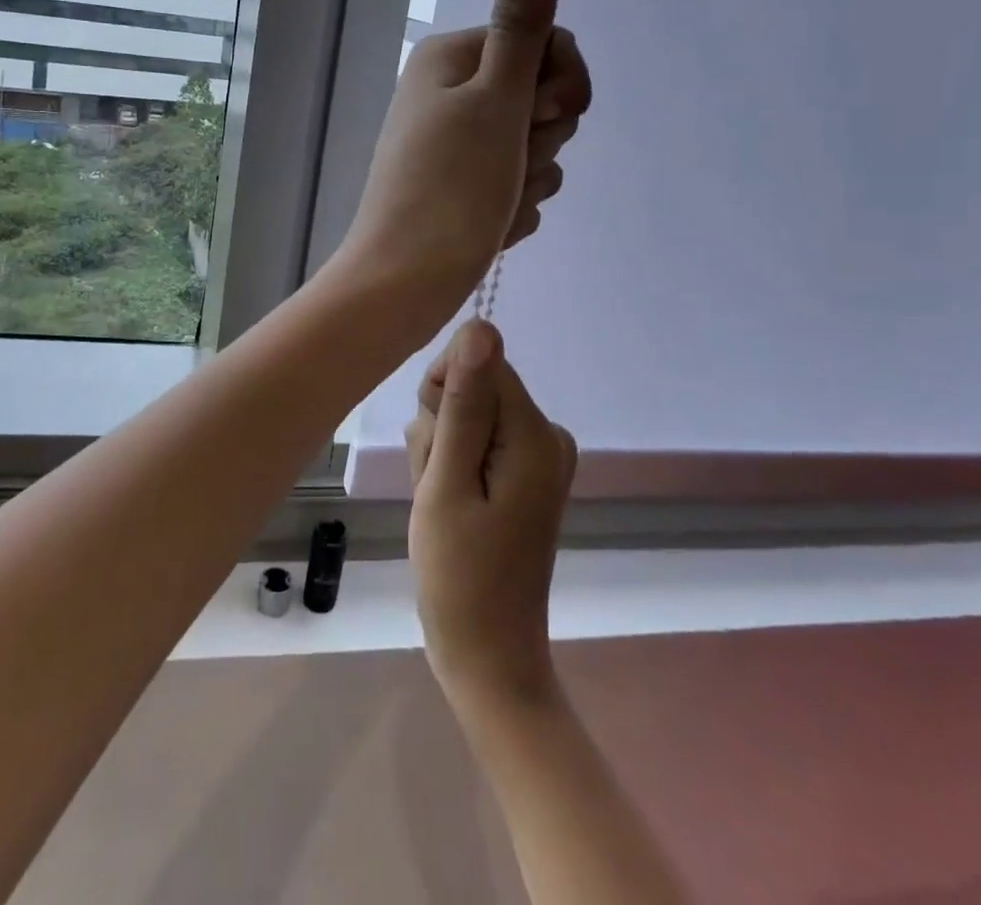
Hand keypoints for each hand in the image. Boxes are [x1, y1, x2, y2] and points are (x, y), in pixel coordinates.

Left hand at [334, 0, 592, 326]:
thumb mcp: (495, 98)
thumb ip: (523, 25)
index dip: (562, 84)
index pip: (547, 43)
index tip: (541, 115)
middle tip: (508, 162)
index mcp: (452, 58)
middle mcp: (450, 92)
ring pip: (535, 146)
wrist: (406, 281)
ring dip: (530, 178)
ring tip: (495, 201)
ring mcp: (456, 143)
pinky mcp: (464, 186)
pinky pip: (517, 185)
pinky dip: (513, 207)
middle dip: (542, 136)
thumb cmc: (451, 186)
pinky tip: (489, 225)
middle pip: (544, 96)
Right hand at [407, 319, 577, 712]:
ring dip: (442, 450)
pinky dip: (454, 464)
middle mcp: (547, 435)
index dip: (444, 393)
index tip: (433, 445)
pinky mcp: (524, 472)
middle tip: (438, 484)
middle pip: (475, 387)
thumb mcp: (447, 484)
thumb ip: (464, 404)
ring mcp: (539, 455)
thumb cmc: (458, 574)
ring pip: (468, 413)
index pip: (480, 362)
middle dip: (441, 427)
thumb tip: (481, 327)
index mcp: (535, 433)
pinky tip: (450, 504)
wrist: (487, 654)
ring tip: (443, 501)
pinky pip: (477, 439)